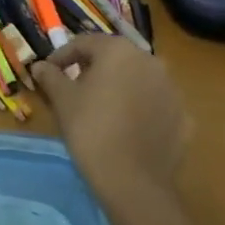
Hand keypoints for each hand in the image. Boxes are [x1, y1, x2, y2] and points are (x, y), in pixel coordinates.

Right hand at [32, 35, 188, 200]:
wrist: (132, 180)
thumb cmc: (90, 129)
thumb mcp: (62, 99)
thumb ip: (50, 76)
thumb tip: (40, 66)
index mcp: (119, 51)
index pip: (84, 43)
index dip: (62, 56)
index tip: (49, 72)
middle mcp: (150, 61)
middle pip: (114, 58)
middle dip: (92, 69)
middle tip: (73, 87)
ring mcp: (172, 90)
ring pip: (138, 79)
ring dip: (119, 87)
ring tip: (100, 108)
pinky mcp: (184, 117)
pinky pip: (155, 104)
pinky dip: (139, 109)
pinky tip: (126, 128)